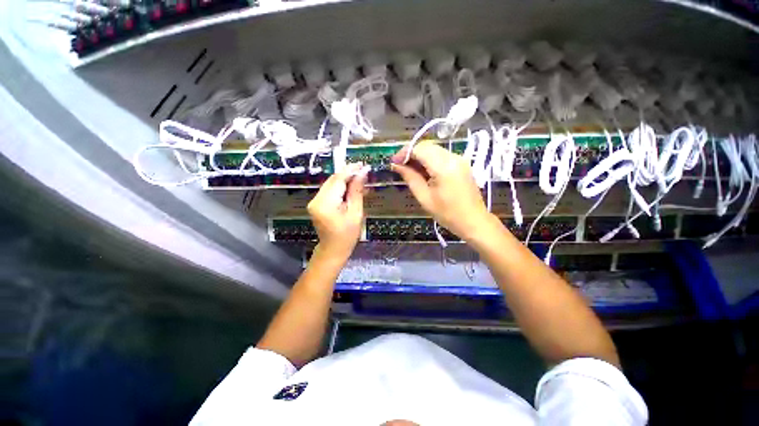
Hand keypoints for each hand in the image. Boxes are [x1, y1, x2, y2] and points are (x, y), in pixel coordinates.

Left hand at [307, 162, 368, 260]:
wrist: (333, 249)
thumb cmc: (347, 235)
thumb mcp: (355, 213)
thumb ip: (357, 191)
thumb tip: (363, 172)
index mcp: (325, 203)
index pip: (338, 180)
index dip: (351, 170)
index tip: (363, 165)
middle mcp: (316, 199)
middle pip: (333, 180)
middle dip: (349, 174)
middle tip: (364, 171)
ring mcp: (314, 201)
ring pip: (332, 184)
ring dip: (346, 181)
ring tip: (361, 181)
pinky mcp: (317, 203)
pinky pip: (330, 190)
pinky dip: (341, 188)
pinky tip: (352, 189)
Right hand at [391, 142, 494, 241]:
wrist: (474, 221)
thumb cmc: (447, 214)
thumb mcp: (425, 198)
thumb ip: (410, 178)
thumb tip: (396, 165)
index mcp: (444, 167)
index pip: (420, 149)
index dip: (404, 153)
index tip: (394, 163)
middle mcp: (453, 157)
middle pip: (427, 146)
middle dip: (411, 153)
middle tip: (400, 166)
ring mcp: (459, 159)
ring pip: (434, 149)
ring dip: (420, 156)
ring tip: (409, 170)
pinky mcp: (461, 163)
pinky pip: (441, 155)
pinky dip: (429, 159)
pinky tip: (423, 171)